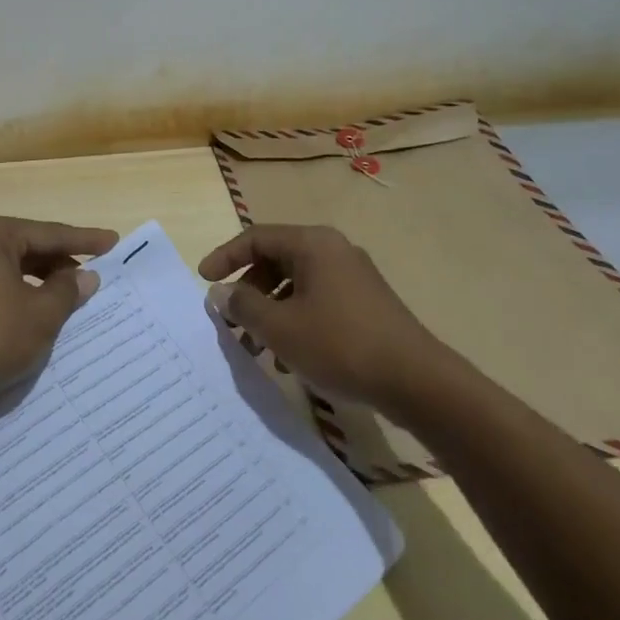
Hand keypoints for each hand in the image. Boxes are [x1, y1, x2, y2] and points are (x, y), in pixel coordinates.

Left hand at [0, 214, 118, 407]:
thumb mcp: (41, 314)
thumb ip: (67, 290)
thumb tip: (85, 276)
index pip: (48, 233)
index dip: (84, 241)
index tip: (113, 242)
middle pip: (27, 249)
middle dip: (60, 264)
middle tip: (93, 276)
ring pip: (10, 271)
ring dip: (40, 284)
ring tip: (71, 299)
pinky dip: (20, 298)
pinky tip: (38, 316)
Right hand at [198, 224, 438, 408]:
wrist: (415, 381)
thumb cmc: (340, 344)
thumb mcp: (280, 328)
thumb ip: (243, 306)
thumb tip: (221, 292)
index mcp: (312, 244)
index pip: (256, 237)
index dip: (225, 257)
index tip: (204, 280)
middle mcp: (333, 250)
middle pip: (276, 260)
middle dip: (248, 291)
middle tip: (230, 321)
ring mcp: (352, 277)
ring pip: (295, 285)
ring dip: (269, 312)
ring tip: (256, 347)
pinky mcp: (364, 303)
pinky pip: (316, 301)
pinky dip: (295, 321)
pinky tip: (288, 359)